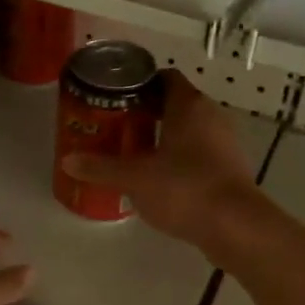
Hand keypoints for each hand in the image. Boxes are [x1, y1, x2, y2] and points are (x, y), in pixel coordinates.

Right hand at [63, 70, 259, 252]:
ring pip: (190, 128)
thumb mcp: (135, 178)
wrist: (236, 227)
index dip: (140, 84)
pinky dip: (181, 157)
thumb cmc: (184, 188)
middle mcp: (211, 114)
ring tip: (135, 151)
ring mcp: (225, 141)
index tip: (117, 98)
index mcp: (188, 105)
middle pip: (176, 102)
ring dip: (165, 136)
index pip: (164, 78)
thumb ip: (100, 168)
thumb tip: (68, 161)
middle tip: (118, 125)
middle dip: (147, 112)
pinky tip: (161, 177)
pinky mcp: (231, 167)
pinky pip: (201, 151)